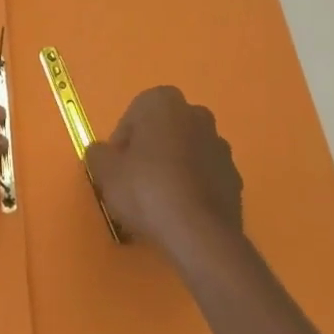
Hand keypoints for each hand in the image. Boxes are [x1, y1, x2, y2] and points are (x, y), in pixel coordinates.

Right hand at [85, 87, 242, 258]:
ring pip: (186, 153)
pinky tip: (180, 213)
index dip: (122, 142)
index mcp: (163, 102)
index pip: (134, 115)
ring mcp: (220, 146)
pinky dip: (193, 188)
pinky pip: (205, 177)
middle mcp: (196, 114)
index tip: (117, 168)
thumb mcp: (105, 171)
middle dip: (150, 151)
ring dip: (173, 168)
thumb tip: (101, 153)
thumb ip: (98, 154)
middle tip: (134, 182)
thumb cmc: (146, 189)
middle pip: (163, 131)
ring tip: (158, 202)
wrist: (198, 232)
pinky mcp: (235, 177)